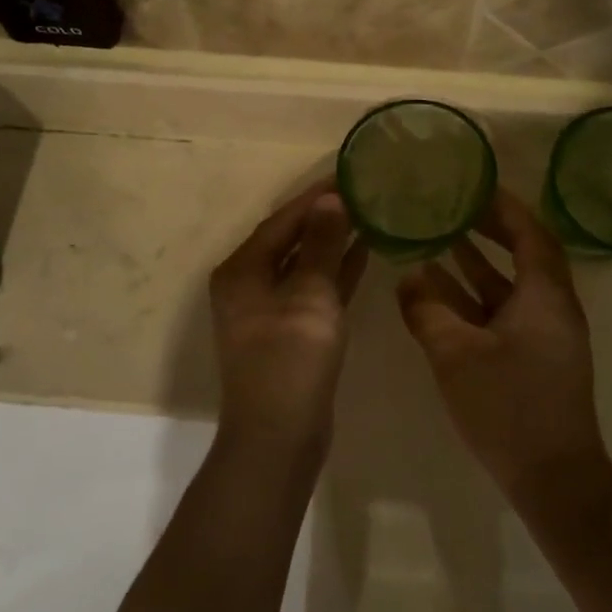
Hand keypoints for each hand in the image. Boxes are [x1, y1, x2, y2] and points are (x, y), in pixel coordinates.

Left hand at [210, 180, 368, 460]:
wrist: (278, 437)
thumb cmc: (291, 361)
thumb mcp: (309, 297)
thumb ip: (320, 245)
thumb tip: (329, 199)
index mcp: (242, 271)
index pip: (282, 221)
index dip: (314, 197)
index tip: (347, 173)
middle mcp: (249, 285)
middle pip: (290, 239)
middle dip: (325, 216)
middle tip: (363, 191)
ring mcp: (268, 311)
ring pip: (304, 264)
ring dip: (333, 242)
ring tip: (369, 215)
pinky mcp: (290, 332)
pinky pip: (313, 289)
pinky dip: (336, 272)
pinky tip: (364, 254)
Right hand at [396, 190, 607, 503]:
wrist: (553, 478)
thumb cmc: (509, 407)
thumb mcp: (456, 355)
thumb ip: (428, 310)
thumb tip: (408, 277)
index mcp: (545, 296)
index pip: (530, 232)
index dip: (502, 206)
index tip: (472, 185)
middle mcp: (552, 307)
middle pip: (524, 253)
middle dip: (489, 230)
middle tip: (452, 208)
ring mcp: (545, 335)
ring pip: (510, 286)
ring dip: (477, 264)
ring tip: (439, 240)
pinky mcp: (535, 358)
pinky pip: (505, 312)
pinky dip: (476, 299)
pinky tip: (441, 295)